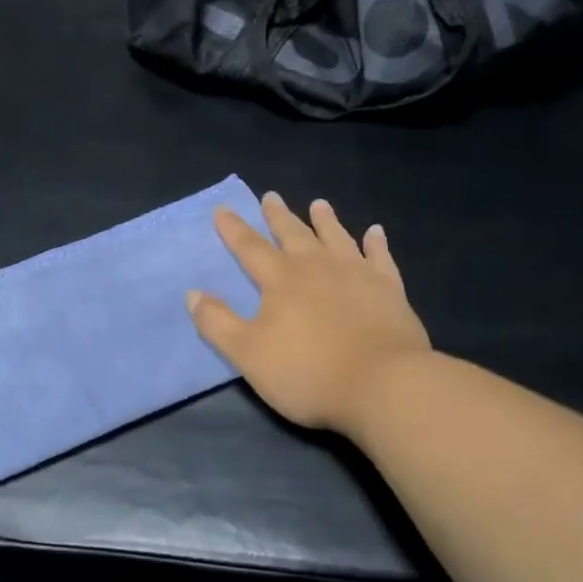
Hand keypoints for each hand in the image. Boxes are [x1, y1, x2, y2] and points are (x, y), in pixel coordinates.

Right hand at [188, 192, 432, 435]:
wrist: (383, 385)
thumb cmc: (307, 372)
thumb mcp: (247, 354)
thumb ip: (217, 322)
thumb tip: (192, 293)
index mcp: (281, 280)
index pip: (250, 247)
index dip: (233, 229)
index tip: (223, 209)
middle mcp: (317, 267)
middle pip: (294, 234)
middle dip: (278, 216)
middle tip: (270, 196)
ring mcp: (357, 275)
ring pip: (337, 238)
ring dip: (326, 220)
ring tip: (319, 204)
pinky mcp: (389, 290)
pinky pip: (380, 258)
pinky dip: (376, 243)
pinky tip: (375, 232)